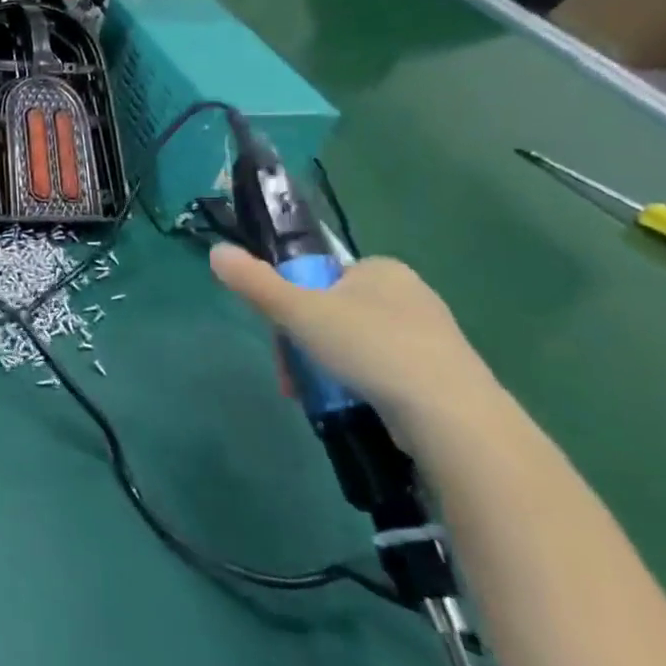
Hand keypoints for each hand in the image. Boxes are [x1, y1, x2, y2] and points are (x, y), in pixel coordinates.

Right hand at [208, 246, 502, 440]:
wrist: (450, 415)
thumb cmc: (370, 347)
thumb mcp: (298, 311)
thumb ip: (255, 282)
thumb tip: (216, 251)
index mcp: (382, 268)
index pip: (322, 278)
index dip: (293, 306)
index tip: (282, 336)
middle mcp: (411, 294)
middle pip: (335, 314)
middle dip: (306, 346)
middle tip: (293, 378)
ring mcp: (431, 337)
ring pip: (357, 346)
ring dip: (328, 370)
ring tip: (318, 399)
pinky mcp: (445, 377)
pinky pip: (385, 373)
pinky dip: (362, 387)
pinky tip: (354, 408)